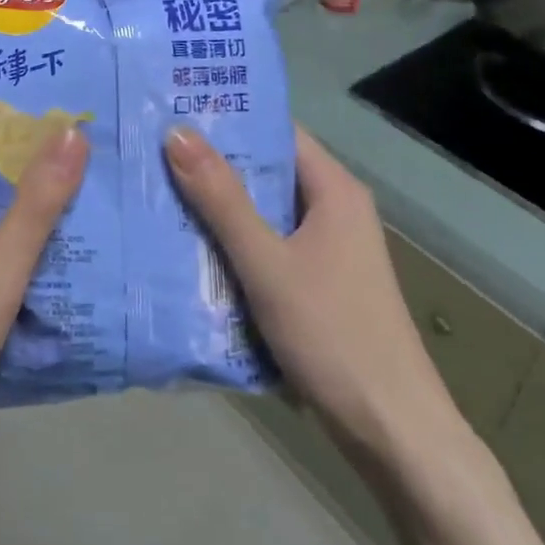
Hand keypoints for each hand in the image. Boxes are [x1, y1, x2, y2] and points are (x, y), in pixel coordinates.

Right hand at [164, 124, 470, 475]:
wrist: (394, 435)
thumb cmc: (333, 335)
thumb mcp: (267, 263)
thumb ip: (221, 199)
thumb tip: (177, 131)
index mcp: (333, 190)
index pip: (276, 131)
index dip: (227, 117)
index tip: (172, 109)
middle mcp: (333, 210)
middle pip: (265, 171)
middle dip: (211, 164)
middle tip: (150, 150)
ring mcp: (327, 250)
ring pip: (262, 212)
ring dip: (217, 206)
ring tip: (156, 190)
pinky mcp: (317, 284)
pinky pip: (266, 247)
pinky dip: (231, 243)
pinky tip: (187, 247)